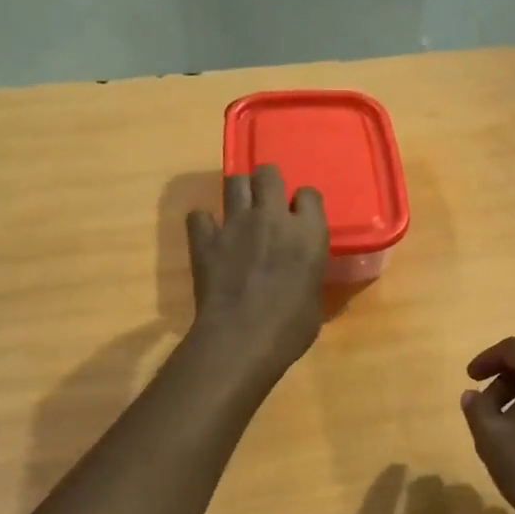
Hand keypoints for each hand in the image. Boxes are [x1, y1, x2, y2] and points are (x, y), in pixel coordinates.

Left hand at [185, 164, 327, 383]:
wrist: (241, 340)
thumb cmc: (290, 329)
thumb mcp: (315, 301)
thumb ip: (309, 274)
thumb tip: (304, 275)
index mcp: (308, 232)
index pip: (310, 194)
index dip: (303, 204)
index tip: (300, 218)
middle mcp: (272, 217)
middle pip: (268, 173)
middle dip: (267, 183)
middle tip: (267, 203)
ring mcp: (235, 224)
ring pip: (234, 181)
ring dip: (238, 193)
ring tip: (239, 211)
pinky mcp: (205, 238)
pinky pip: (199, 216)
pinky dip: (203, 224)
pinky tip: (209, 237)